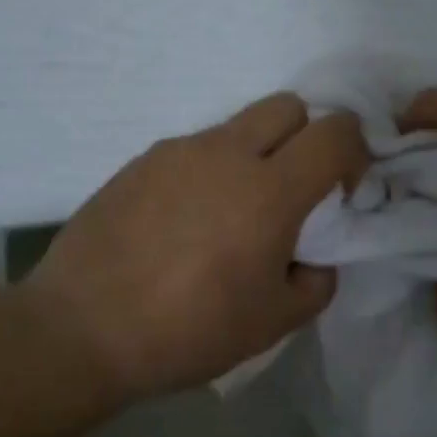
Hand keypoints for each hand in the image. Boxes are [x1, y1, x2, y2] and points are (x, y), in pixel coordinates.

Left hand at [28, 93, 368, 401]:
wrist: (82, 327)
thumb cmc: (187, 330)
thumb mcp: (273, 323)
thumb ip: (315, 281)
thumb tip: (313, 255)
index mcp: (269, 190)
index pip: (335, 132)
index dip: (354, 152)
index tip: (341, 191)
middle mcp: (227, 152)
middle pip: (289, 106)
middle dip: (306, 136)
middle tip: (292, 189)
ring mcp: (179, 150)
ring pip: (237, 126)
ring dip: (254, 154)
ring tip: (228, 214)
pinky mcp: (142, 159)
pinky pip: (194, 148)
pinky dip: (208, 170)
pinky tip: (183, 221)